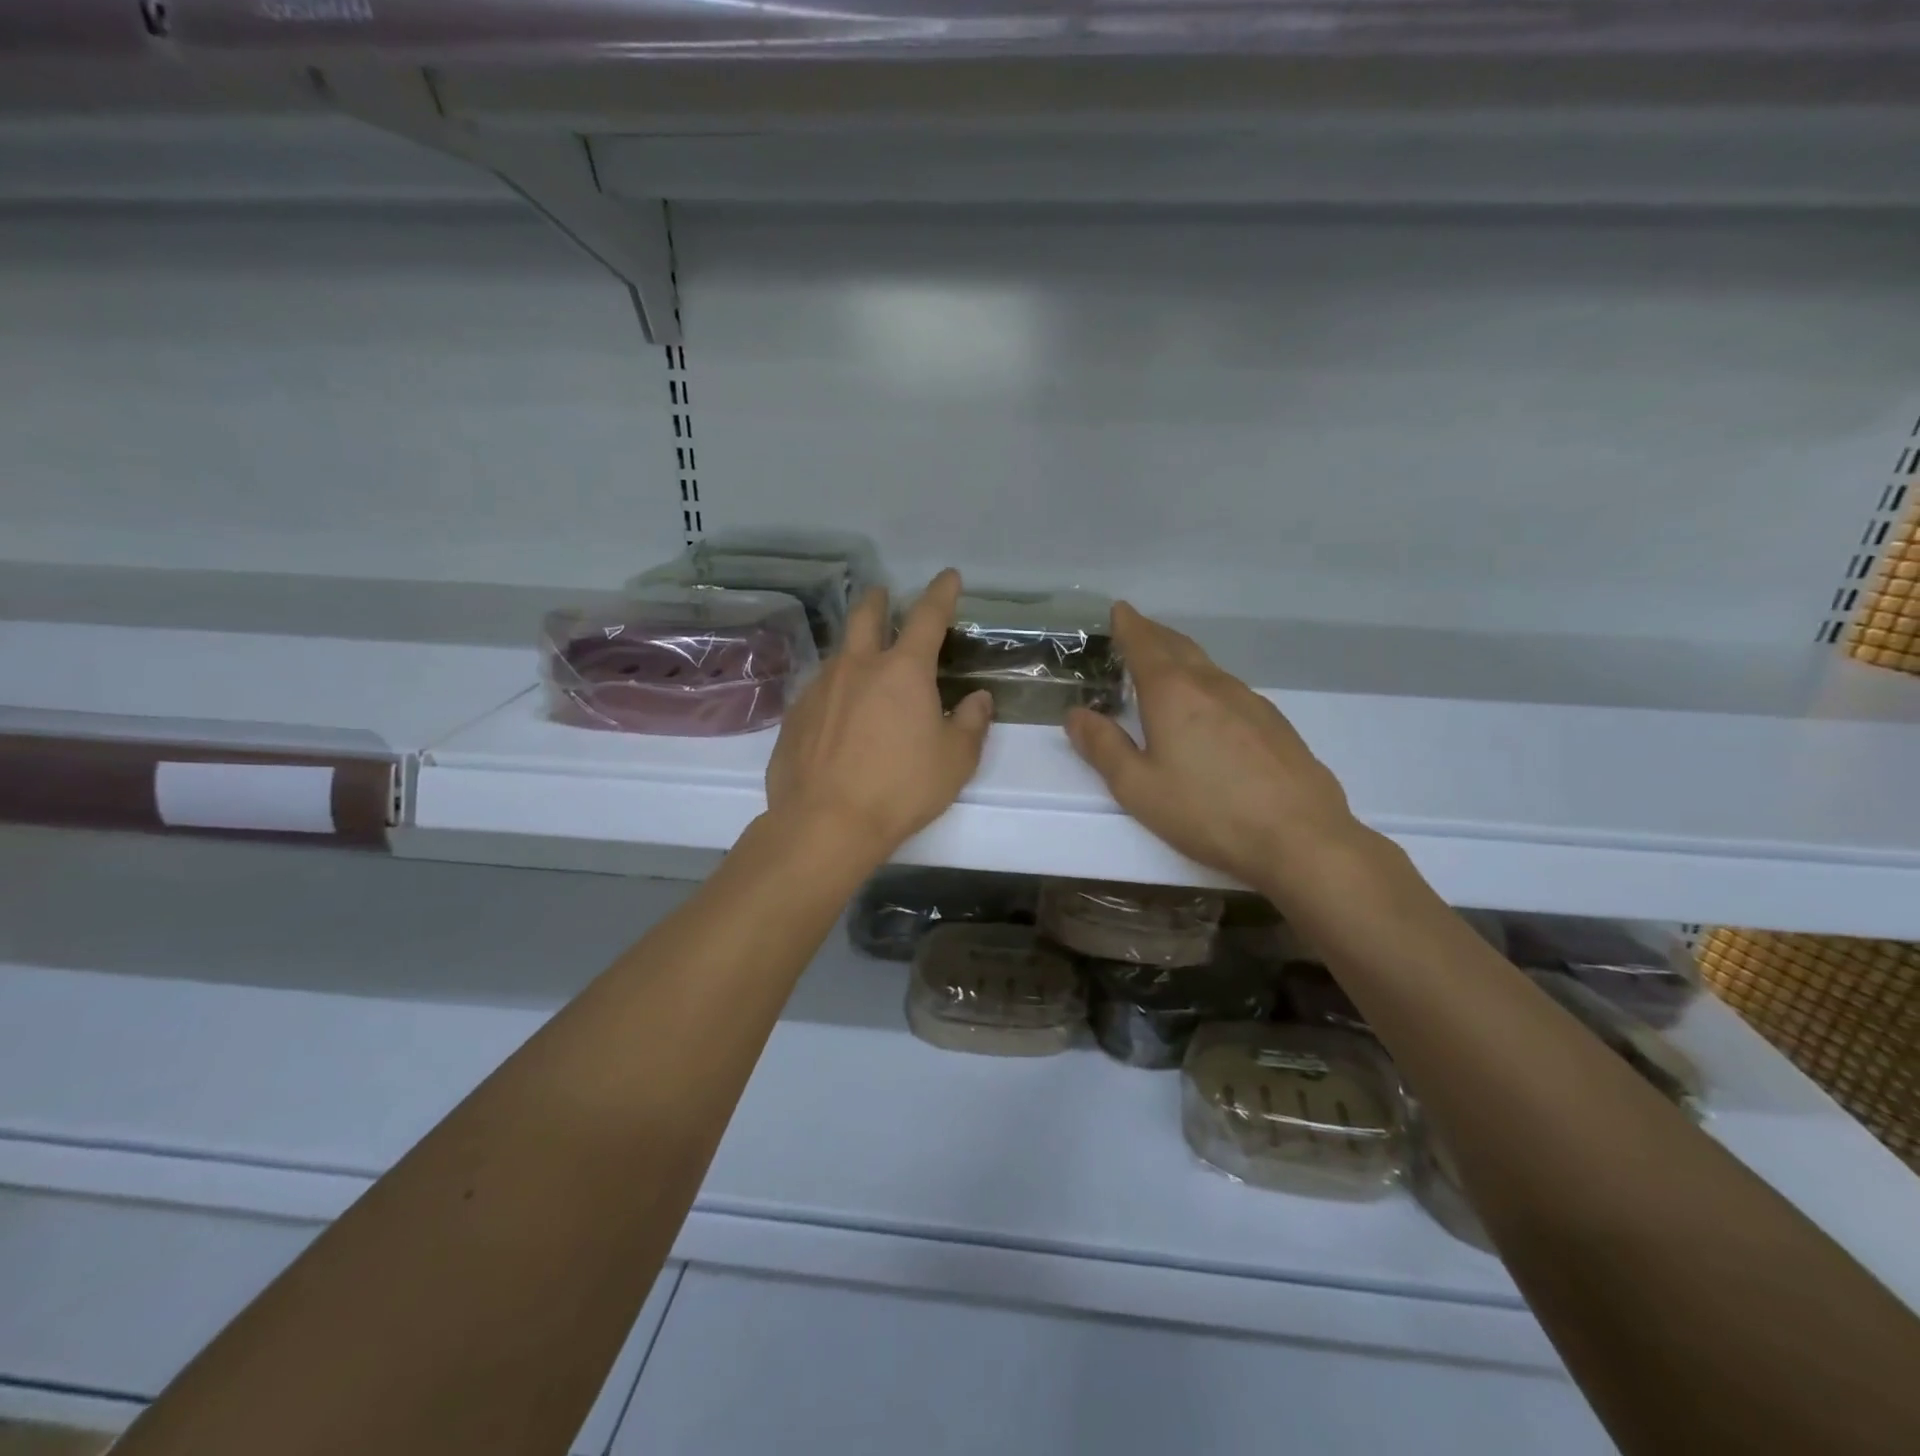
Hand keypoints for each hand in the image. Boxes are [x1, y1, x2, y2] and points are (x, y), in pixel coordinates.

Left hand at [765, 569, 992, 862]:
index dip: (941, 592)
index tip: (948, 576)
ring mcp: (820, 687)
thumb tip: (977, 699)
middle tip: (883, 595)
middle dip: (878, 600)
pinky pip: (819, 690)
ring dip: (853, 649)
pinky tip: (837, 715)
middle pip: (865, 616)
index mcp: (903, 671)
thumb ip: (970, 723)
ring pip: (839, 653)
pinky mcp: (794, 714)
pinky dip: (834, 690)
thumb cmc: (900, 789)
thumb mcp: (954, 761)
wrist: (825, 823)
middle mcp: (858, 667)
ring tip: (862, 665)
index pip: (927, 616)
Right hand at [1064, 603, 1364, 891]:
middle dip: (1154, 635)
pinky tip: (1209, 711)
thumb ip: (1103, 747)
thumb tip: (1075, 714)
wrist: (1300, 837)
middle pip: (1179, 647)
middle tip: (1136, 630)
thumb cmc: (1207, 811)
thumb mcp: (1138, 787)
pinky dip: (1208, 686)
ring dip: (1182, 659)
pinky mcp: (1275, 724)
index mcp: (1173, 693)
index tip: (1119, 609)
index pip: (1145, 644)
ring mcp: (1250, 702)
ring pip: (1208, 668)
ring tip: (1166, 668)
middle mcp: (1213, 686)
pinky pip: (1230, 691)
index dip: (1129, 625)